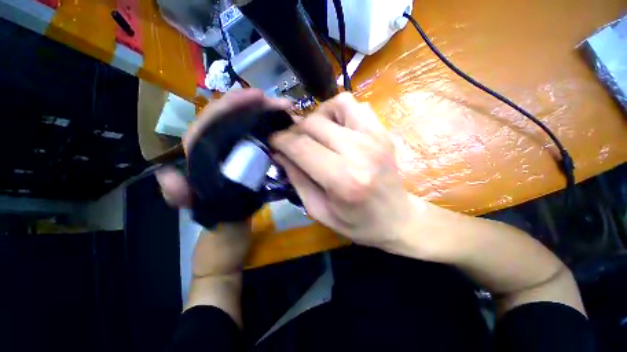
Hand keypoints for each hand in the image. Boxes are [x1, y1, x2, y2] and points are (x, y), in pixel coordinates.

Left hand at [156, 88, 290, 276]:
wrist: (233, 230)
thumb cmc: (218, 220)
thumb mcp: (201, 210)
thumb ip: (182, 196)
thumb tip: (168, 176)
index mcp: (200, 154)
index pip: (211, 120)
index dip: (232, 104)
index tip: (258, 97)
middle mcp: (217, 148)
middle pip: (232, 117)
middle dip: (255, 105)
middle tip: (280, 103)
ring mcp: (235, 152)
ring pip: (247, 125)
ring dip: (265, 115)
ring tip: (286, 111)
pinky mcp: (249, 159)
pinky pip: (258, 139)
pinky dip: (270, 130)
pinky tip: (283, 128)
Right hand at [270, 93, 420, 249]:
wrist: (397, 218)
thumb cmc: (358, 222)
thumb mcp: (319, 210)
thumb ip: (297, 180)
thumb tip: (280, 154)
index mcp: (342, 179)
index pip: (301, 147)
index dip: (280, 140)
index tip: (272, 142)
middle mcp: (359, 152)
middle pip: (314, 124)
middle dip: (294, 130)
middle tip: (291, 142)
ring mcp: (375, 137)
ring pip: (336, 105)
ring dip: (317, 116)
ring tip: (315, 133)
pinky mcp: (382, 132)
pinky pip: (356, 106)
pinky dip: (339, 111)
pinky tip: (336, 129)